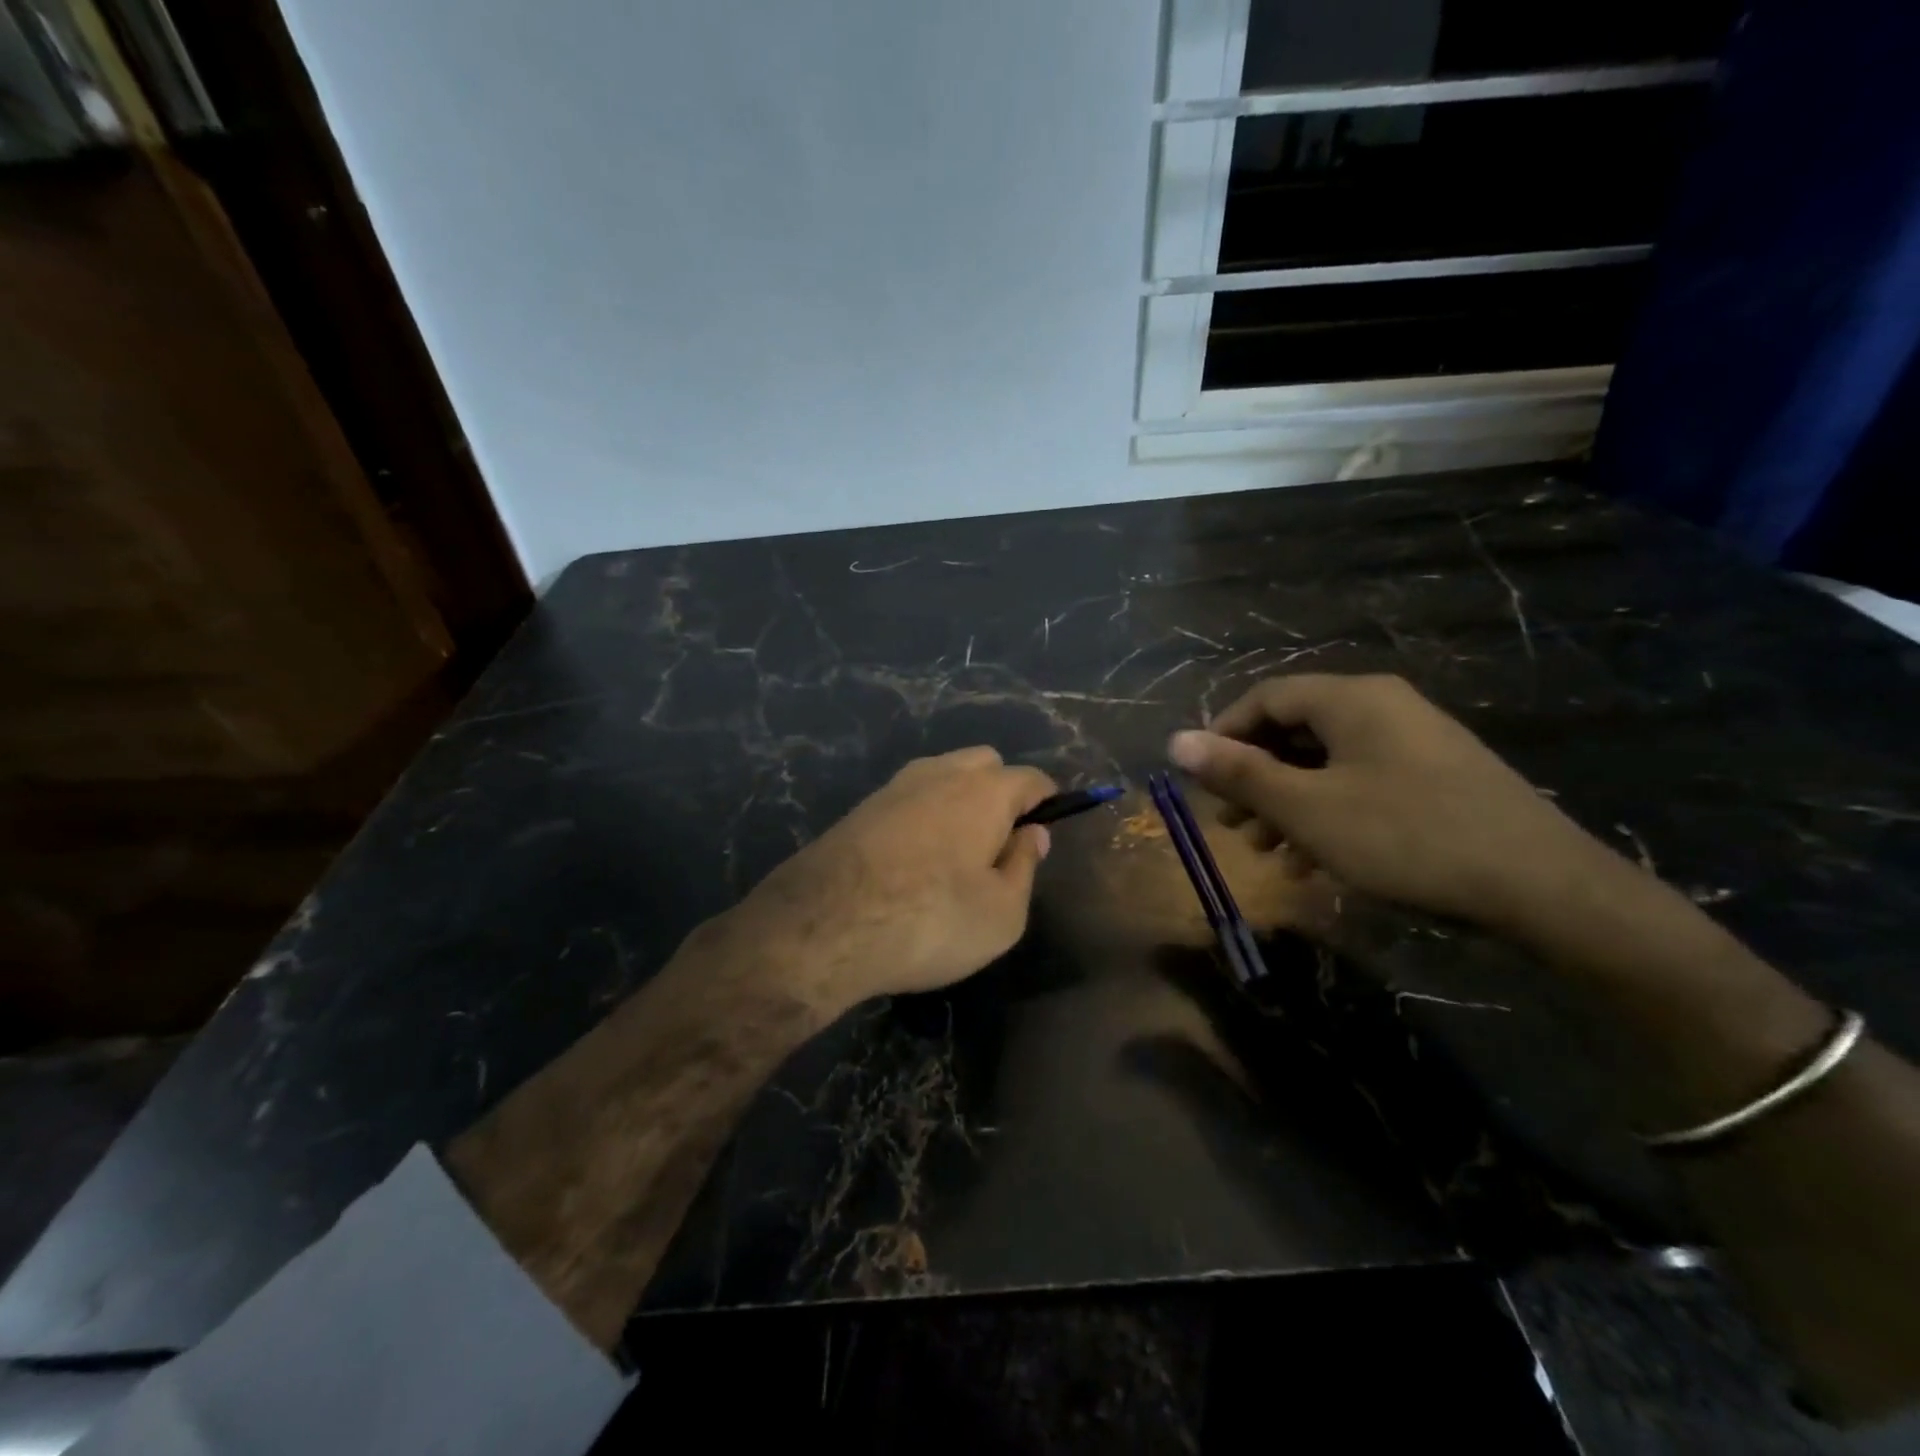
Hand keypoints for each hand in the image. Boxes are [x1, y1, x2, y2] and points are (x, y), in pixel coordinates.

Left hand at [721, 746, 1055, 1011]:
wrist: (823, 926)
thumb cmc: (930, 921)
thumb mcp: (1002, 914)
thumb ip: (1024, 867)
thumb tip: (1031, 833)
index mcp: (984, 791)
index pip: (1031, 779)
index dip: (1046, 803)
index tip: (1045, 831)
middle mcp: (940, 774)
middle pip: (985, 763)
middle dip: (1001, 791)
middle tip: (998, 844)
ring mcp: (895, 786)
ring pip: (943, 775)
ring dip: (959, 800)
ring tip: (956, 854)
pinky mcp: (861, 807)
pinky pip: (909, 797)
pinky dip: (924, 815)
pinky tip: (914, 859)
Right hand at [1167, 673, 1614, 934]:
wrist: (1542, 887)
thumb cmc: (1407, 837)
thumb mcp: (1308, 808)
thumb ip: (1239, 773)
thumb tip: (1175, 741)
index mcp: (1351, 699)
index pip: (1266, 697)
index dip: (1223, 735)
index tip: (1201, 780)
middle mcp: (1383, 707)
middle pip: (1295, 730)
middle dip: (1255, 778)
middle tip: (1231, 824)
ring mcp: (1414, 742)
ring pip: (1326, 763)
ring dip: (1287, 803)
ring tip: (1267, 851)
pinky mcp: (1436, 778)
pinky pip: (1361, 783)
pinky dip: (1327, 814)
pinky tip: (1314, 862)